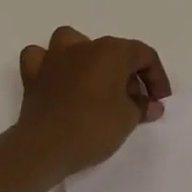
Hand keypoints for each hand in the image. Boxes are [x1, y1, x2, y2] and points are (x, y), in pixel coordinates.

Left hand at [16, 26, 170, 177]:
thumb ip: (143, 106)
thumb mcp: (129, 119)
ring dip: (88, 56)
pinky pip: (41, 58)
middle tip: (135, 103)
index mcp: (112, 51)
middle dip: (129, 75)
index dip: (157, 78)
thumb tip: (151, 105)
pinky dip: (50, 64)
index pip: (145, 55)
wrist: (44, 149)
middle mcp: (84, 47)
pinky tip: (59, 79)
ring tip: (96, 80)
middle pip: (115, 51)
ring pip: (74, 42)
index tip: (159, 102)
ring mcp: (55, 58)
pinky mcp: (33, 76)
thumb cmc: (93, 127)